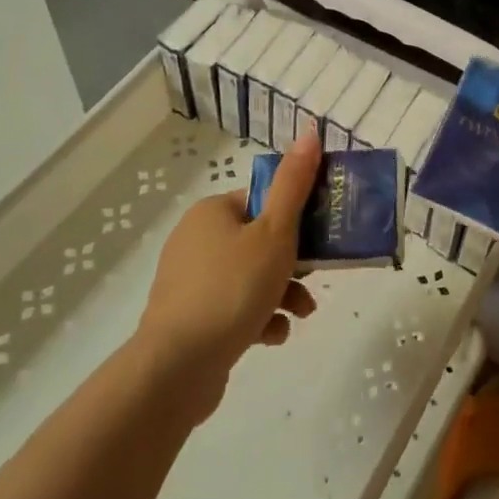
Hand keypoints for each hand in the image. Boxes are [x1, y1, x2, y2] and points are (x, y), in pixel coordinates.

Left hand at [137, 129, 320, 418]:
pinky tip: (271, 336)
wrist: (177, 367)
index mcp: (213, 212)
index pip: (263, 201)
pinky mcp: (189, 319)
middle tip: (317, 279)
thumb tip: (310, 131)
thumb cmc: (233, 288)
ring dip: (282, 293)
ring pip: (250, 277)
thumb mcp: (275, 233)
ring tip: (301, 315)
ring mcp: (189, 281)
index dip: (296, 217)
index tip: (322, 238)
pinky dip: (258, 318)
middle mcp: (196, 239)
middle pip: (260, 241)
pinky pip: (234, 308)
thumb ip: (295, 184)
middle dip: (294, 263)